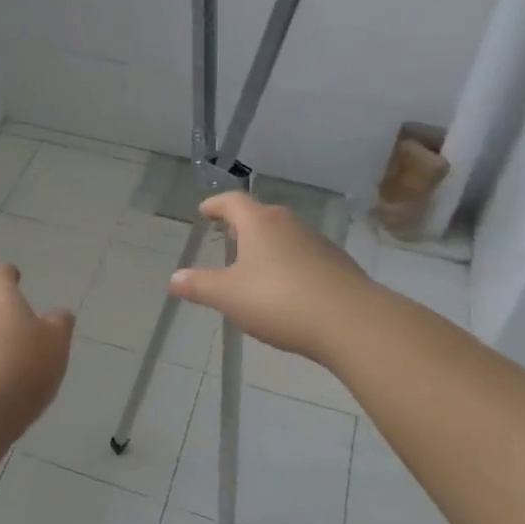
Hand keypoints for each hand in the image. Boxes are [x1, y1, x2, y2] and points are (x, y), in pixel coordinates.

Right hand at [170, 192, 372, 366]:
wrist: (350, 322)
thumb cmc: (279, 300)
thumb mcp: (228, 296)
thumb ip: (199, 286)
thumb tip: (174, 279)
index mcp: (259, 223)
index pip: (233, 202)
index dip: (216, 205)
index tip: (205, 211)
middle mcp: (289, 224)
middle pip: (261, 215)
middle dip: (242, 225)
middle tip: (227, 236)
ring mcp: (317, 243)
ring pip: (284, 235)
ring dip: (267, 245)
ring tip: (254, 265)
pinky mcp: (337, 265)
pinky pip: (304, 256)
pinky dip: (288, 264)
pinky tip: (285, 288)